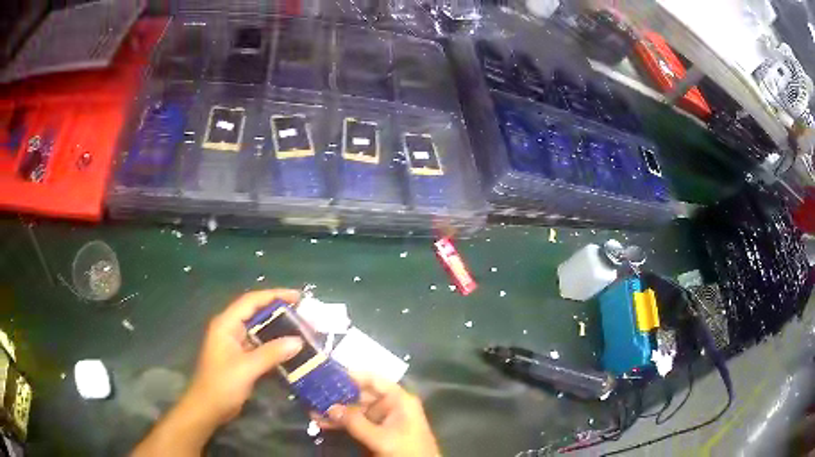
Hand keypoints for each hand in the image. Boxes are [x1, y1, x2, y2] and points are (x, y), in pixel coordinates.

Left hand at [186, 289, 303, 426]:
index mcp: (226, 324)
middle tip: (305, 316)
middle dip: (280, 313)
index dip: (274, 296)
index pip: (251, 301)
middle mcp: (230, 329)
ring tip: (303, 331)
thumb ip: (271, 353)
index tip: (298, 297)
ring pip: (260, 331)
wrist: (208, 409)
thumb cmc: (221, 385)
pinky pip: (261, 346)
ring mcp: (235, 344)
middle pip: (257, 313)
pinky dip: (275, 347)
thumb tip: (298, 341)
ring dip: (279, 330)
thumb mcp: (246, 368)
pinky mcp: (241, 358)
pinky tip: (291, 351)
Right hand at [316, 374, 439, 456]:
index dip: (351, 375)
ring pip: (355, 411)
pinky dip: (340, 424)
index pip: (373, 380)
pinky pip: (355, 424)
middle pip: (360, 395)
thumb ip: (355, 422)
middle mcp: (390, 406)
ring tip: (311, 410)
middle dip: (337, 396)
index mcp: (398, 400)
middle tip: (312, 394)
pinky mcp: (377, 434)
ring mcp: (383, 420)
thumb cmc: (407, 451)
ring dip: (335, 411)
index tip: (327, 374)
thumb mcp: (382, 438)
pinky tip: (322, 422)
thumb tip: (330, 407)